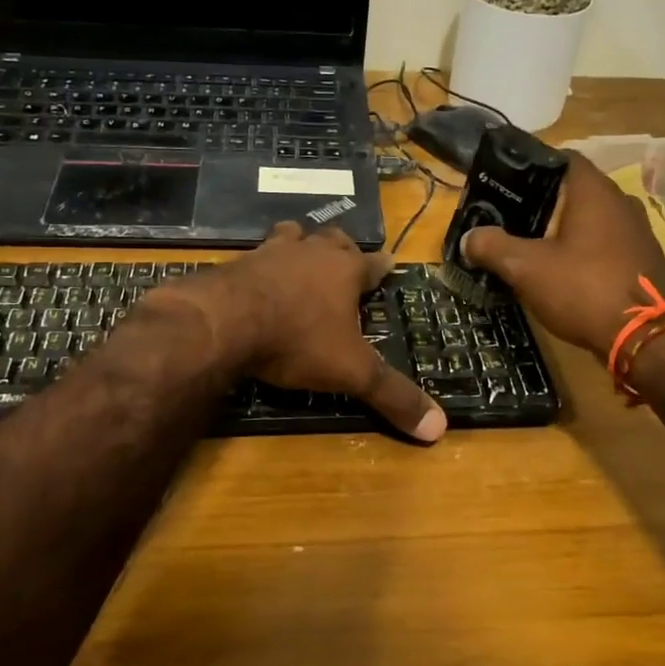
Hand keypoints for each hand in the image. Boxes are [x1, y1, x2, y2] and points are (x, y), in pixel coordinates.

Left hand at [168, 223, 446, 442]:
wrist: (224, 322)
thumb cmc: (297, 340)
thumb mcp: (351, 373)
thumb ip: (393, 396)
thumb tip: (440, 429)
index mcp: (344, 271)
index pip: (373, 263)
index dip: (383, 266)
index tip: (389, 264)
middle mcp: (310, 253)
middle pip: (332, 239)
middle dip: (341, 248)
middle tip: (344, 258)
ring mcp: (270, 253)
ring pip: (291, 236)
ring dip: (299, 244)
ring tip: (299, 256)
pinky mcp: (236, 263)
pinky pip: (255, 256)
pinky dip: (261, 265)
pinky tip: (256, 278)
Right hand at [460, 153, 664, 356]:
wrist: (646, 338)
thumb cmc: (583, 288)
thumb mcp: (526, 268)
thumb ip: (493, 246)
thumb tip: (470, 237)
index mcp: (594, 191)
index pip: (561, 158)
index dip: (531, 167)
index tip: (504, 184)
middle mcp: (620, 202)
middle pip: (573, 190)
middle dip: (540, 203)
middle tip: (507, 219)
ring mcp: (636, 232)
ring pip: (589, 219)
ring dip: (561, 230)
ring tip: (528, 246)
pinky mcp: (641, 260)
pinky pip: (603, 244)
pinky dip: (580, 251)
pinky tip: (560, 271)